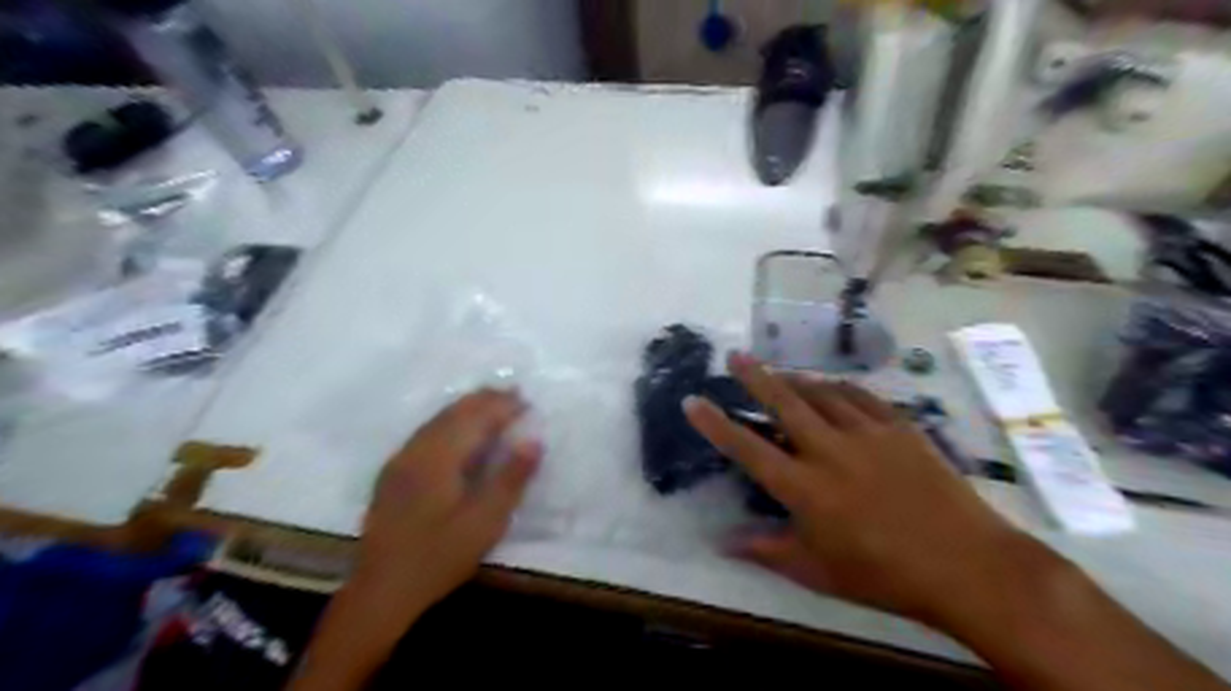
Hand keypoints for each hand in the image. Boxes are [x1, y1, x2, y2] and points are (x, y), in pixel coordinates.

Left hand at [349, 391, 536, 622]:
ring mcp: (400, 461)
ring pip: (437, 420)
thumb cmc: (439, 557)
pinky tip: (457, 430)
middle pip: (453, 413)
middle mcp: (416, 450)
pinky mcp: (393, 474)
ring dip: (466, 408)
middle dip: (484, 400)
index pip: (475, 418)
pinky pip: (426, 432)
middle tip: (513, 394)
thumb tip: (534, 441)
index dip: (502, 407)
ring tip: (491, 403)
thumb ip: (510, 478)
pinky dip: (449, 422)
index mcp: (439, 457)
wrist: (380, 591)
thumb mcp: (485, 522)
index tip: (527, 401)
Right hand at [682, 354, 1047, 628]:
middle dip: (754, 376)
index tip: (693, 400)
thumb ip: (766, 549)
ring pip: (822, 393)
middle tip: (735, 355)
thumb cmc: (885, 575)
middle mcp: (830, 450)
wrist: (969, 566)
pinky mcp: (901, 428)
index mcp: (805, 487)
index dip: (715, 423)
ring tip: (779, 373)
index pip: (747, 448)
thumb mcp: (818, 571)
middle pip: (784, 402)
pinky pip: (862, 396)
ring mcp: (868, 434)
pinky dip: (839, 387)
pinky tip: (832, 386)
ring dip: (796, 380)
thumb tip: (721, 542)